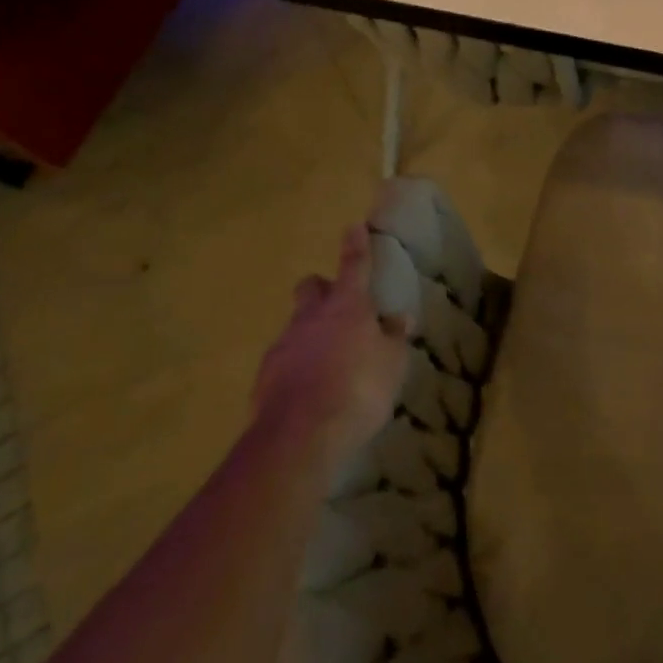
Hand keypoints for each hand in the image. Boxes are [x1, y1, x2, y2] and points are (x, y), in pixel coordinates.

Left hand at [251, 225, 410, 469]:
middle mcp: (311, 316)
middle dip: (322, 289)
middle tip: (338, 306)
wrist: (299, 436)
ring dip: (310, 334)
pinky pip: (284, 361)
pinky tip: (308, 391)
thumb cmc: (358, 389)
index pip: (354, 265)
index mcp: (347, 306)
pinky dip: (296, 368)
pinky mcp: (264, 377)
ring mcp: (283, 345)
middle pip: (311, 287)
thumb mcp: (391, 365)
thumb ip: (393, 339)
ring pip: (296, 325)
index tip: (353, 226)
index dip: (355, 245)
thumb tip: (398, 319)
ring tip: (328, 362)